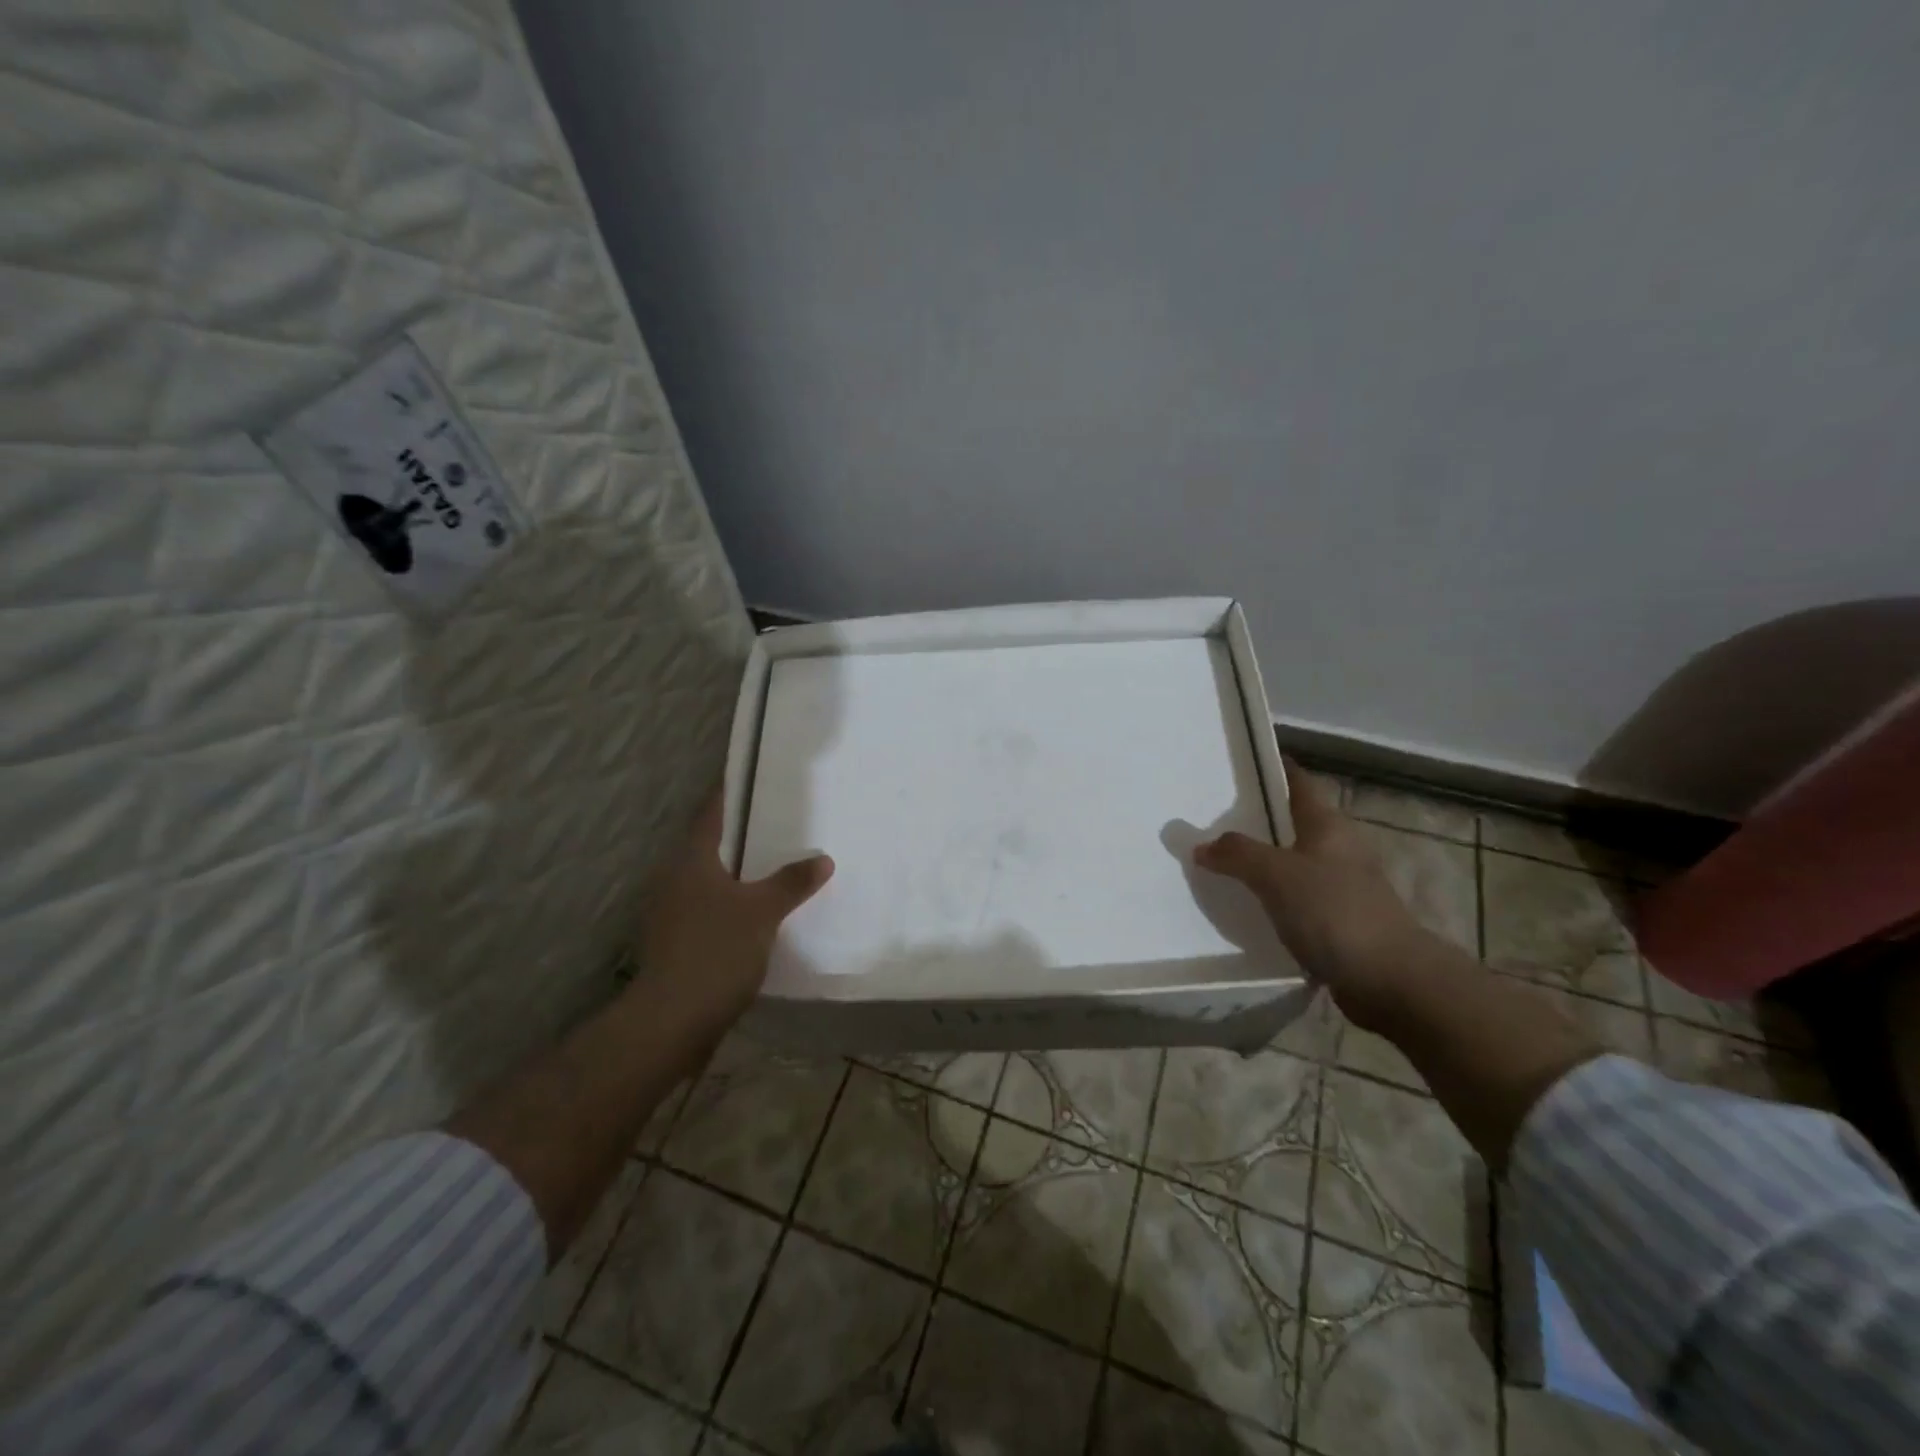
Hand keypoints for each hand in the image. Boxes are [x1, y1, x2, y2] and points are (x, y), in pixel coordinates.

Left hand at [639, 795, 833, 1024]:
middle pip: (709, 846)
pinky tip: (759, 913)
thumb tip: (822, 858)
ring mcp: (671, 913)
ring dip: (737, 872)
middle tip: (778, 822)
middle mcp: (675, 879)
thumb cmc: (716, 951)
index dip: (729, 793)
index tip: (751, 778)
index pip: (711, 813)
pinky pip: (709, 909)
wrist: (672, 1021)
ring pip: (709, 880)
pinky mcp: (676, 942)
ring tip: (775, 866)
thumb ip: (792, 882)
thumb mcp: (763, 912)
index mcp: (691, 861)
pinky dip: (732, 903)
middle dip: (740, 835)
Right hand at [1194, 761, 1429, 1029]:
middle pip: (1295, 824)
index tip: (1246, 762)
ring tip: (1223, 864)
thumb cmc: (1334, 912)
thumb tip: (1202, 846)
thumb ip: (1237, 854)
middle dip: (1259, 819)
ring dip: (1265, 863)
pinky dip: (1274, 899)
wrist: (1391, 981)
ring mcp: (1343, 888)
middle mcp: (1339, 850)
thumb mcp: (1276, 875)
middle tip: (1215, 817)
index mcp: (1328, 827)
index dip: (1277, 769)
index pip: (1300, 783)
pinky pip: (1298, 900)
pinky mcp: (1341, 923)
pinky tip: (1248, 909)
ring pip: (1295, 864)